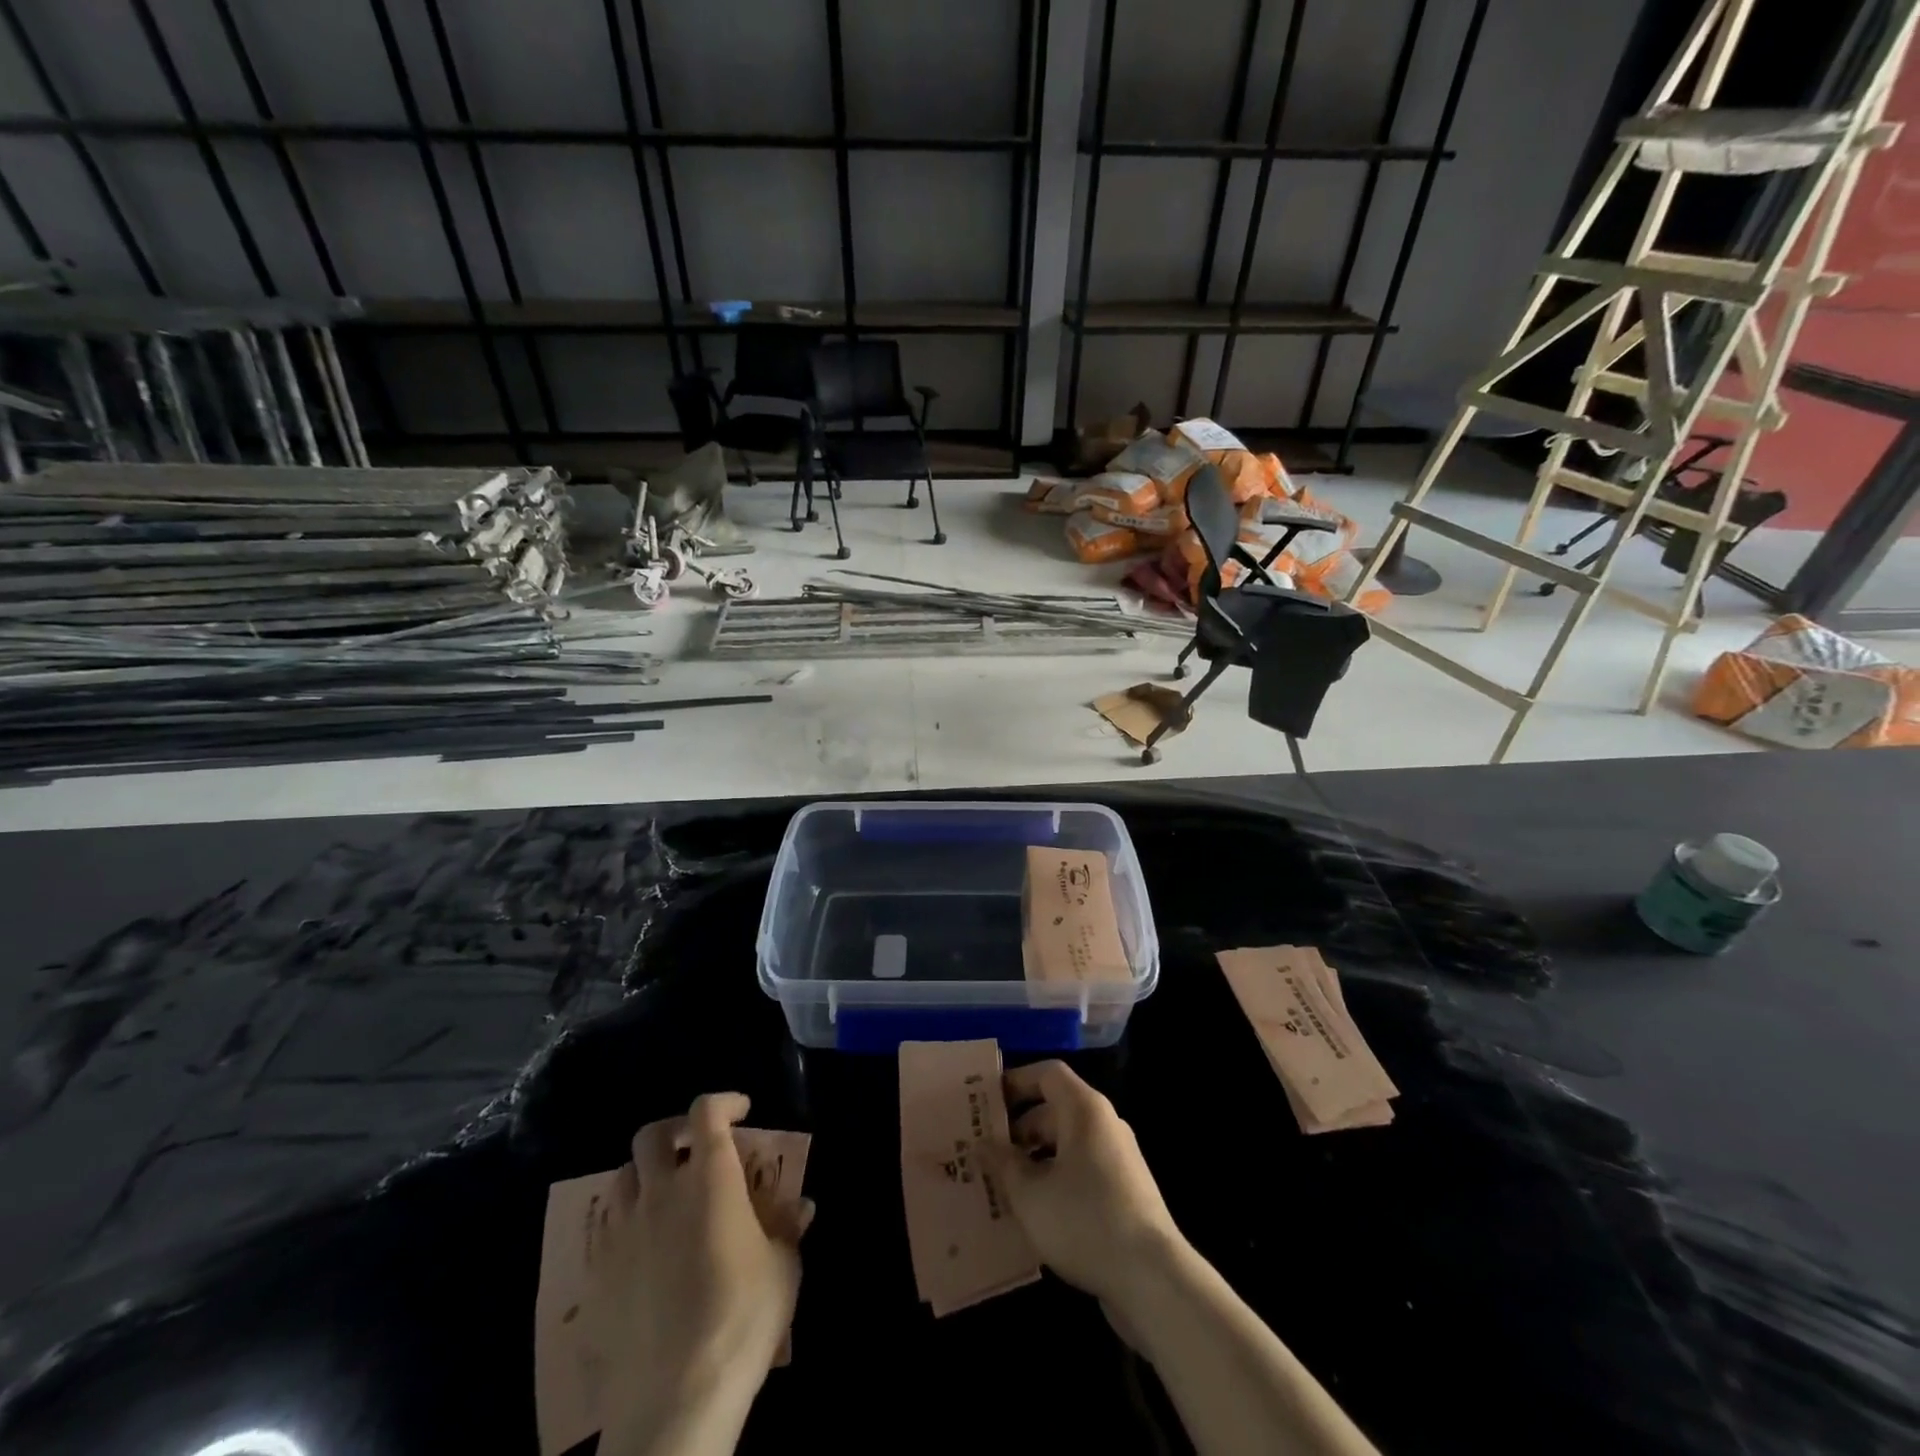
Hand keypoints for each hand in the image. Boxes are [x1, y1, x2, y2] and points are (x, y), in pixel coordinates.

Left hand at [592, 1093, 813, 1455]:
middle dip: (675, 1129)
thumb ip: (787, 1227)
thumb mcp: (783, 1267)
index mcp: (710, 1177)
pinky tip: (644, 1249)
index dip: (724, 1102)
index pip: (707, 1111)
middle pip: (653, 1134)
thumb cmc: (742, 1316)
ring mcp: (624, 1231)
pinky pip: (607, 1228)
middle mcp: (662, 1191)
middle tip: (697, 1146)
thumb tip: (802, 1205)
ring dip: (646, 1173)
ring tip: (667, 1194)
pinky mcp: (598, 1273)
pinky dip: (627, 1221)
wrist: (676, 1396)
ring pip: (623, 1175)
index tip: (742, 1111)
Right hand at [983, 1061, 1186, 1315]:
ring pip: (1066, 1145)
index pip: (1047, 1074)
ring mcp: (1118, 1159)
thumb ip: (1003, 1163)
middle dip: (1017, 1129)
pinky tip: (1032, 1213)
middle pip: (1054, 1110)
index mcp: (1084, 1110)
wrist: (1152, 1279)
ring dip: (1033, 1160)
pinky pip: (1080, 1171)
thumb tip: (982, 1144)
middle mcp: (1104, 1124)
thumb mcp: (1030, 1193)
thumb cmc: (1084, 1220)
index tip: (985, 1102)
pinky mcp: (1124, 1192)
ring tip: (1000, 1186)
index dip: (1015, 1082)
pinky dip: (1055, 1181)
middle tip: (982, 1151)